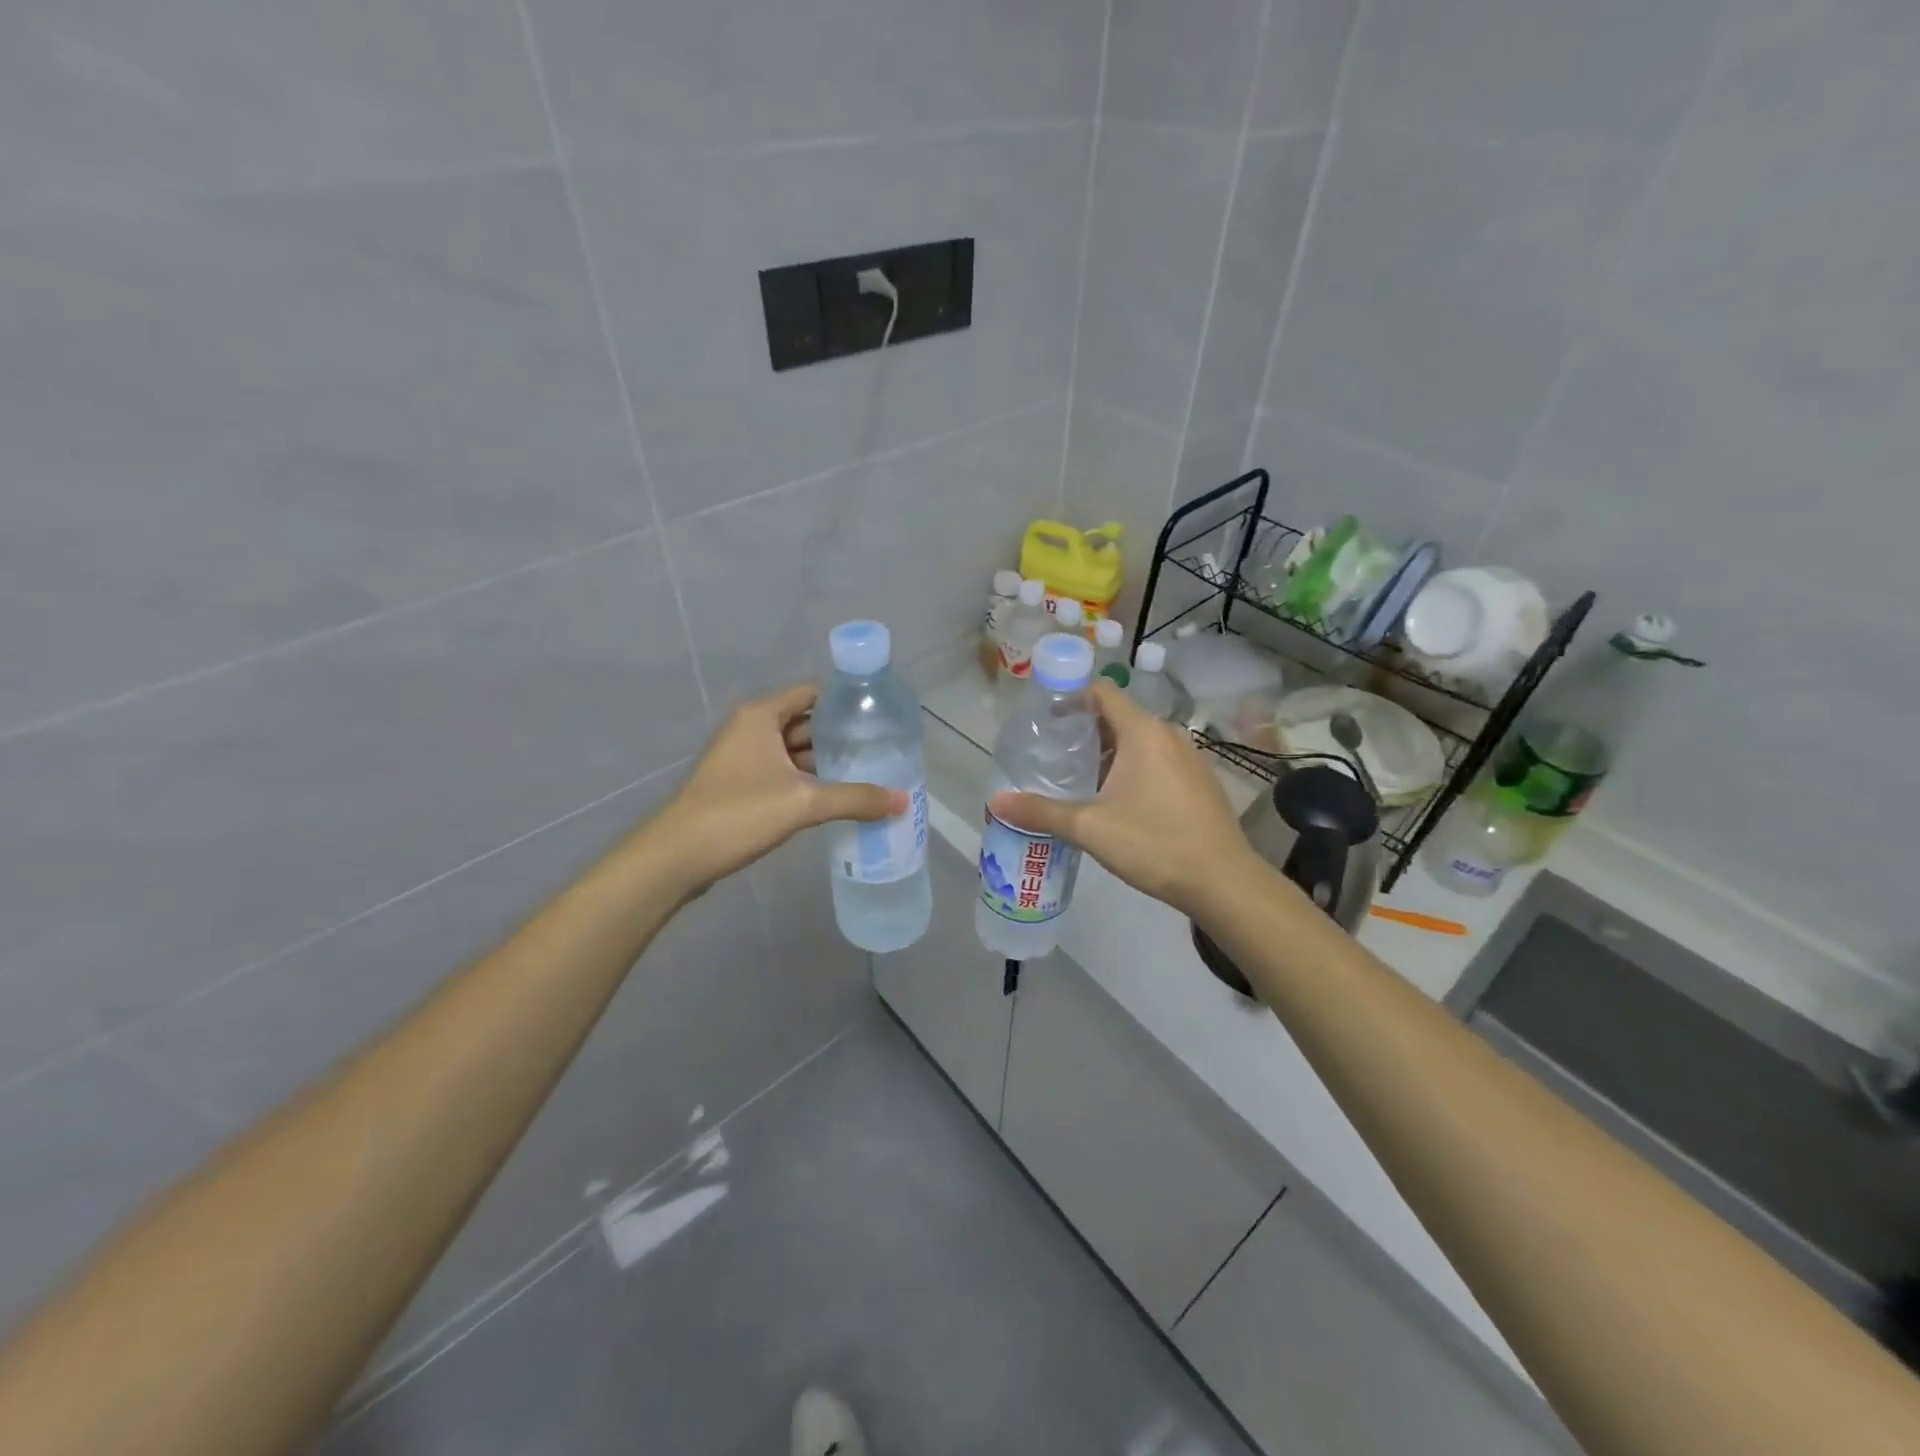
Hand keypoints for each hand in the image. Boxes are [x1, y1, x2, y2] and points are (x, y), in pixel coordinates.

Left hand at [652, 683, 905, 897]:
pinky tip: (836, 796)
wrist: (676, 856)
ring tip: (868, 772)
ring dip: (826, 762)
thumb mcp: (804, 803)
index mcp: (761, 715)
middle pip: (806, 721)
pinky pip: (783, 772)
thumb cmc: (738, 813)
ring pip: (795, 750)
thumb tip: (902, 801)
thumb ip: (855, 798)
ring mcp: (743, 757)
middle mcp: (751, 728)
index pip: (813, 692)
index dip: (847, 701)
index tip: (881, 716)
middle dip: (842, 736)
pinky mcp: (740, 784)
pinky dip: (808, 780)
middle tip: (882, 749)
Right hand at [989, 679, 1258, 918]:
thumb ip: (1041, 812)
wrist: (1223, 882)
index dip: (1072, 698)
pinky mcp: (1200, 782)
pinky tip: (1119, 802)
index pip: (1103, 692)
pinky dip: (1134, 769)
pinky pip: (1158, 761)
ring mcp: (1190, 758)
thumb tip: (997, 802)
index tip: (1046, 720)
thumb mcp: (1090, 828)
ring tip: (1080, 780)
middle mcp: (1169, 735)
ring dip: (1110, 754)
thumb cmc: (1154, 843)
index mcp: (1142, 732)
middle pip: (1119, 717)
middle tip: (1054, 755)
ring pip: (1140, 742)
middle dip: (1086, 732)